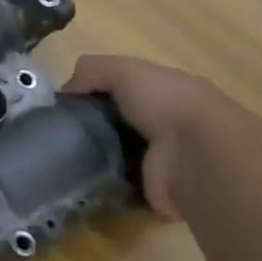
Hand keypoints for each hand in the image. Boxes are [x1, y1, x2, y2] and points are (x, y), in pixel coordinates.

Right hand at [65, 55, 223, 214]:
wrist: (201, 157)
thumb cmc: (167, 103)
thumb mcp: (124, 70)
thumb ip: (91, 71)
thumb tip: (67, 92)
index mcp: (167, 93)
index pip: (126, 90)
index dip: (96, 93)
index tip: (67, 104)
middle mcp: (168, 125)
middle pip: (119, 123)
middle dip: (91, 127)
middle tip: (59, 133)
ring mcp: (164, 160)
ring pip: (117, 155)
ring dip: (94, 157)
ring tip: (62, 158)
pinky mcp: (156, 190)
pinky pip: (120, 186)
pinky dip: (102, 184)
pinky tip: (78, 180)